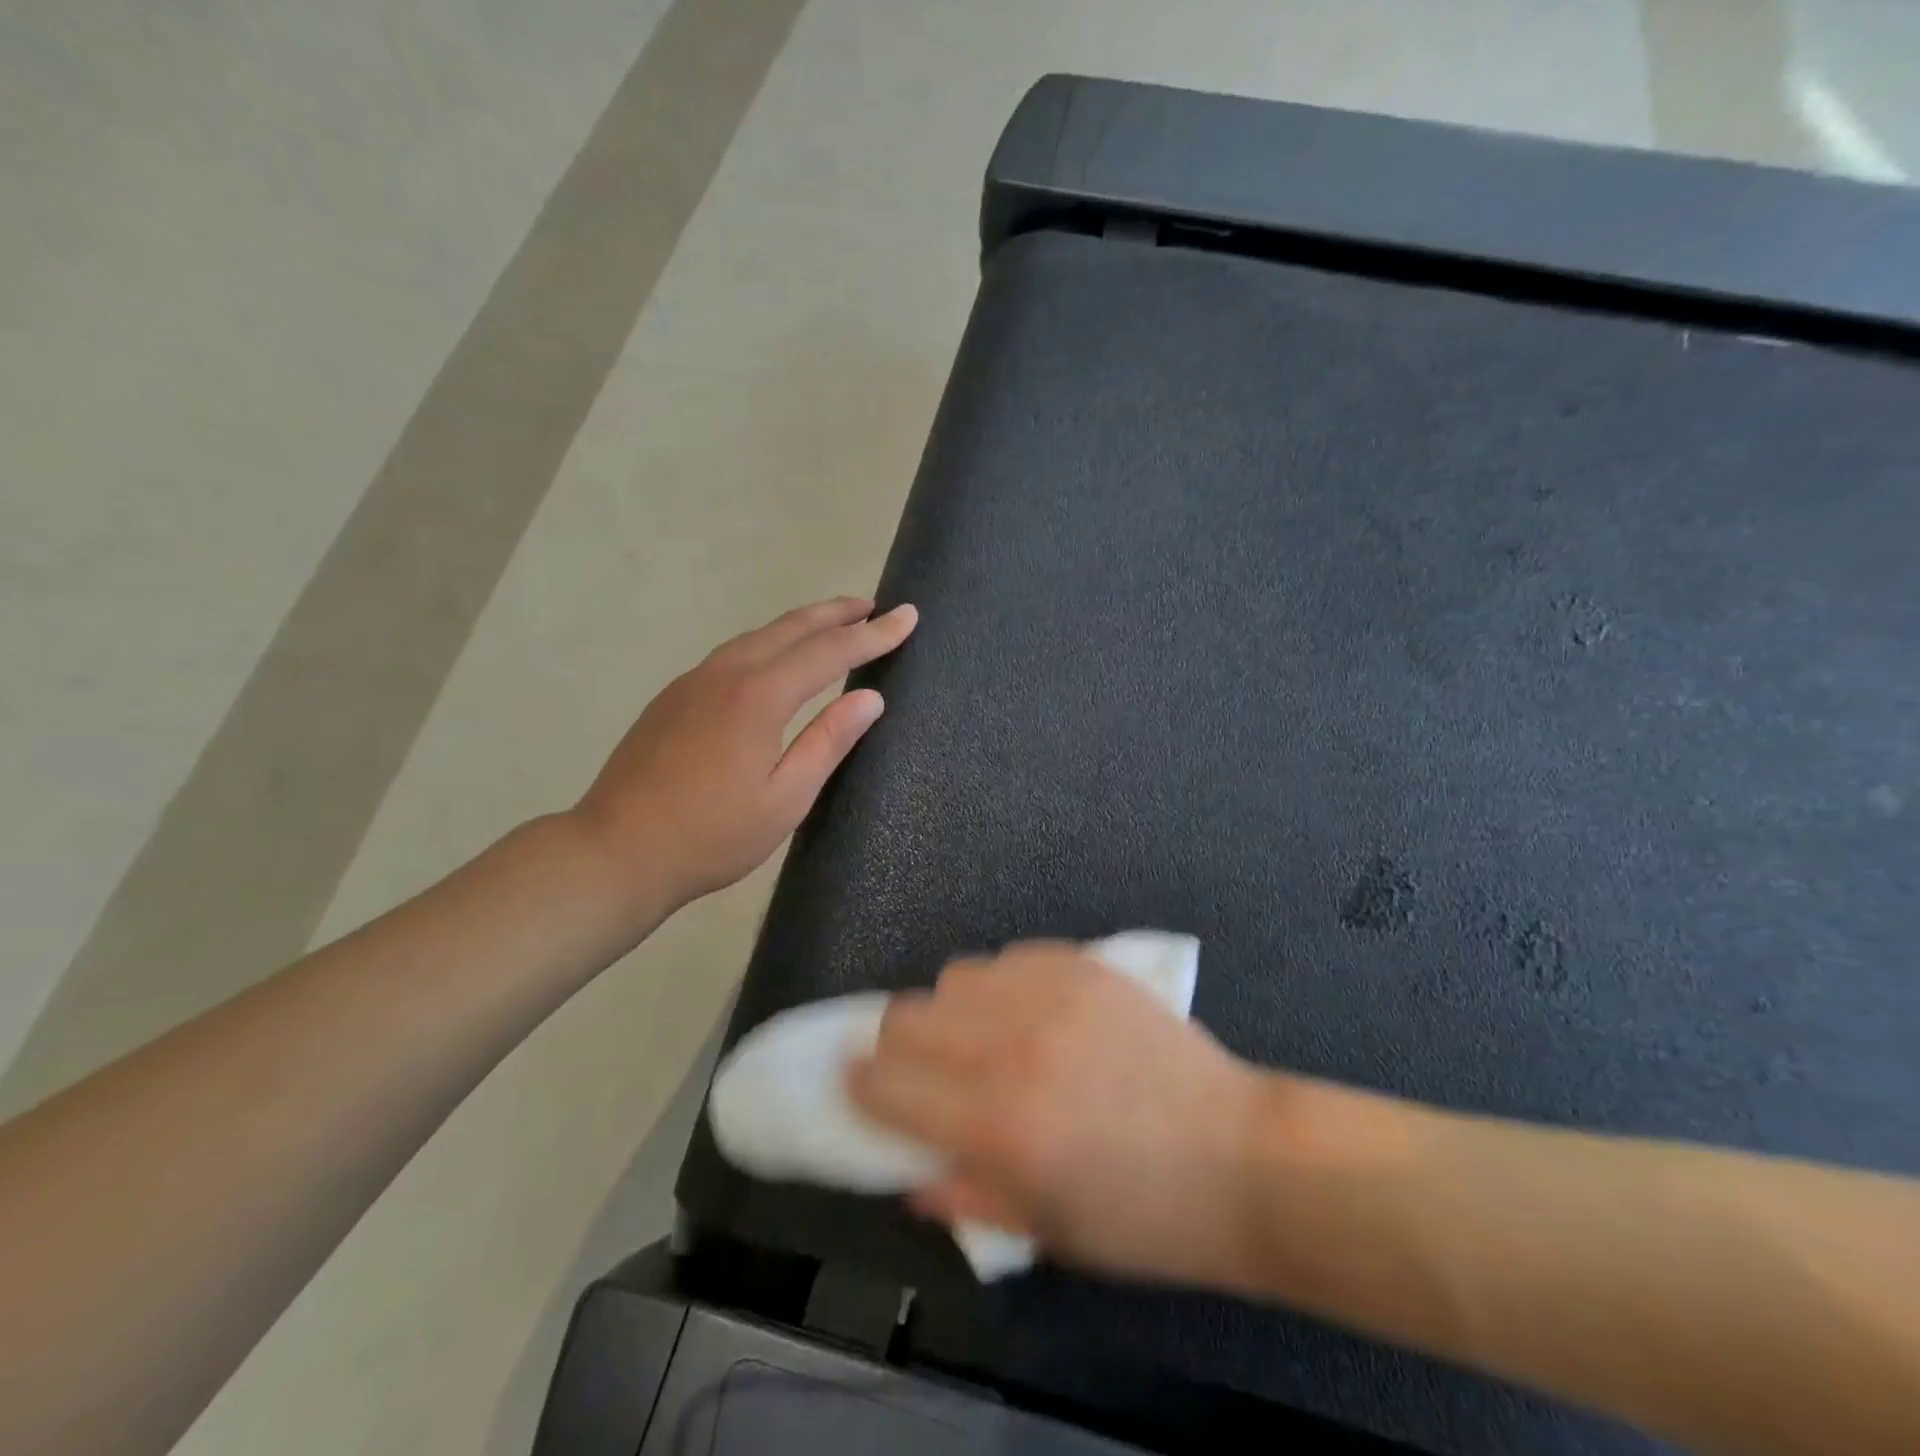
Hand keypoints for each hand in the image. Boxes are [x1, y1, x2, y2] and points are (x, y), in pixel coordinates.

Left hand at [572, 597, 916, 923]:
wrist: (616, 851)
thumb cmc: (712, 835)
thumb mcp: (786, 798)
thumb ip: (828, 741)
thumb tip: (870, 697)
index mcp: (758, 697)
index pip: (829, 652)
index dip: (872, 635)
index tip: (908, 617)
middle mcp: (725, 674)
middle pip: (790, 628)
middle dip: (836, 613)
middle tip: (873, 606)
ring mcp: (693, 682)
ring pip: (758, 636)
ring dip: (801, 625)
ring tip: (833, 624)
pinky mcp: (674, 696)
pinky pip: (734, 653)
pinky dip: (769, 642)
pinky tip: (775, 657)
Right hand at [850, 943, 1273, 1285]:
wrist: (1243, 1158)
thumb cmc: (1143, 1218)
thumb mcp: (1043, 1231)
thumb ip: (960, 1193)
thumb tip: (903, 1167)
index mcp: (997, 1122)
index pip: (884, 1081)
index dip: (859, 1086)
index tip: (860, 1091)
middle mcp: (1012, 1044)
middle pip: (906, 1016)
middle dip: (898, 1048)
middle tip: (923, 1072)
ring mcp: (1051, 994)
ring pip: (954, 976)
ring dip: (952, 1011)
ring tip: (983, 1040)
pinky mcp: (1085, 965)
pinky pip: (1009, 957)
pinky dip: (1002, 986)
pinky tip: (1031, 1015)